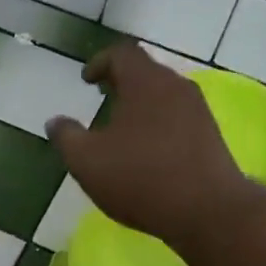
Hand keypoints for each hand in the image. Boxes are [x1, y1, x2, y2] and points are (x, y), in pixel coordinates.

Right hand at [47, 43, 248, 246]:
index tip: (86, 80)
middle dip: (121, 81)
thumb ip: (66, 137)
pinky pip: (178, 117)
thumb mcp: (87, 161)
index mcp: (145, 83)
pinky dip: (158, 122)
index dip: (100, 62)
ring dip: (141, 103)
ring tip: (121, 126)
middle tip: (102, 96)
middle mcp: (175, 87)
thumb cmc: (140, 179)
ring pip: (164, 95)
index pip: (121, 54)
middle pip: (146, 71)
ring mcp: (198, 111)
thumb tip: (55, 122)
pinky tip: (147, 150)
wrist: (208, 211)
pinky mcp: (210, 135)